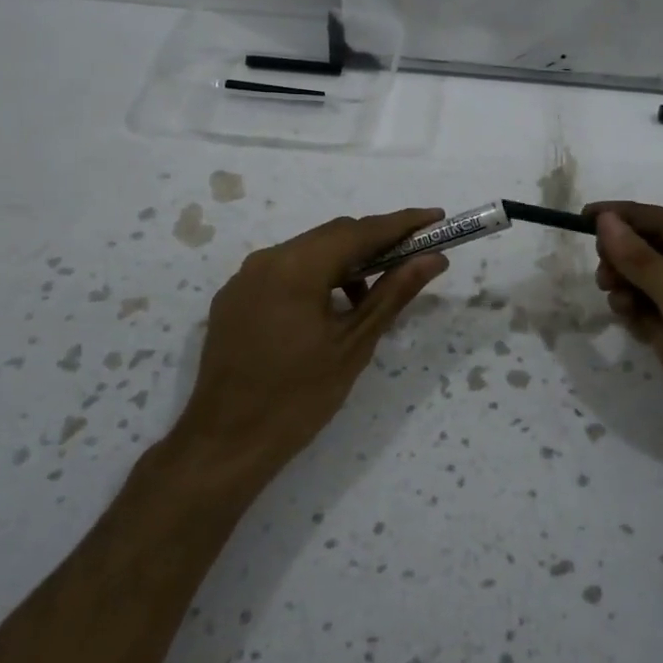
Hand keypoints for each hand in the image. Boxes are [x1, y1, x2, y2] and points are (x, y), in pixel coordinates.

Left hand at [175, 209, 449, 487]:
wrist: (226, 443)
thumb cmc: (299, 397)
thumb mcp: (354, 344)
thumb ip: (393, 293)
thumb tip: (433, 259)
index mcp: (296, 267)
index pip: (359, 231)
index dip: (401, 223)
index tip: (436, 218)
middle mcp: (265, 260)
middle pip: (331, 235)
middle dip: (374, 241)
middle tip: (413, 256)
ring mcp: (243, 278)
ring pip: (306, 252)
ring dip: (344, 262)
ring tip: (370, 297)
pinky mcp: (233, 299)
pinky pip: (282, 272)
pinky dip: (314, 278)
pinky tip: (329, 310)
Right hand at [588, 200, 662, 469]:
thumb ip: (643, 262)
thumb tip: (606, 221)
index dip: (623, 216)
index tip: (582, 218)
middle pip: (654, 250)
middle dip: (624, 256)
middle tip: (602, 274)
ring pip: (649, 282)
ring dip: (627, 285)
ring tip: (615, 300)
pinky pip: (651, 312)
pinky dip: (635, 311)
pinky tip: (626, 319)